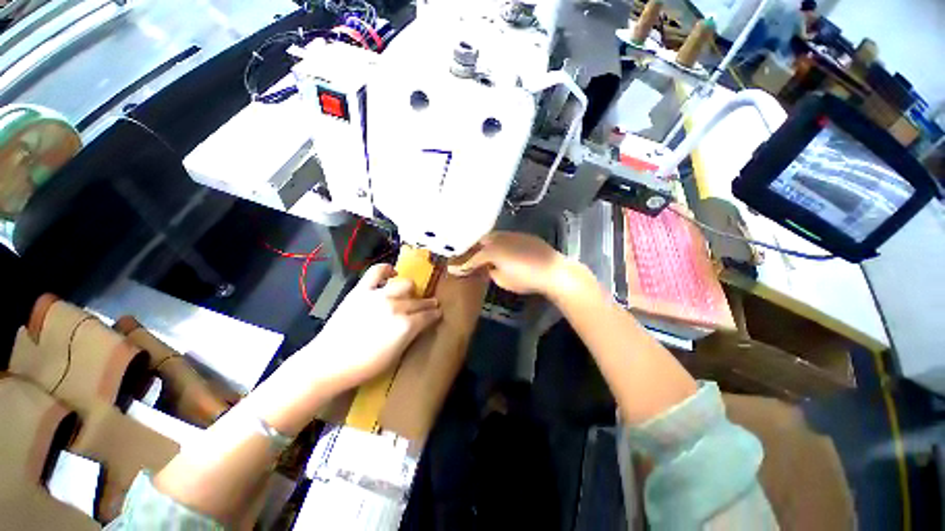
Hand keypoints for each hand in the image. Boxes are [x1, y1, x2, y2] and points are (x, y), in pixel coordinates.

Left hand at [306, 264, 440, 389]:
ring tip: (410, 293)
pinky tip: (392, 272)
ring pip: (405, 284)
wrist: (328, 362)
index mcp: (406, 326)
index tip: (439, 313)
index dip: (435, 314)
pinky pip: (377, 272)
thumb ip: (411, 335)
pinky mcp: (362, 290)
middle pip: (419, 301)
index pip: (428, 315)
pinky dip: (386, 269)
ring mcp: (379, 296)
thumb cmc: (365, 366)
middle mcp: (396, 307)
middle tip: (431, 304)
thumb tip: (420, 324)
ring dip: (411, 289)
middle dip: (428, 303)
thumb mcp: (396, 355)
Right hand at [448, 231, 566, 295]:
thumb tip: (490, 267)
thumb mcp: (504, 281)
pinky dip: (501, 243)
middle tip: (470, 257)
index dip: (463, 266)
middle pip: (482, 241)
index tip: (453, 269)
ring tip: (486, 252)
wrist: (552, 271)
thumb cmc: (526, 279)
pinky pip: (507, 237)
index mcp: (492, 251)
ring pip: (494, 236)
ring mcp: (512, 235)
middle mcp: (499, 239)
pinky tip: (504, 249)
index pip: (473, 259)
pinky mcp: (524, 236)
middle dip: (475, 249)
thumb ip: (492, 272)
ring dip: (488, 244)